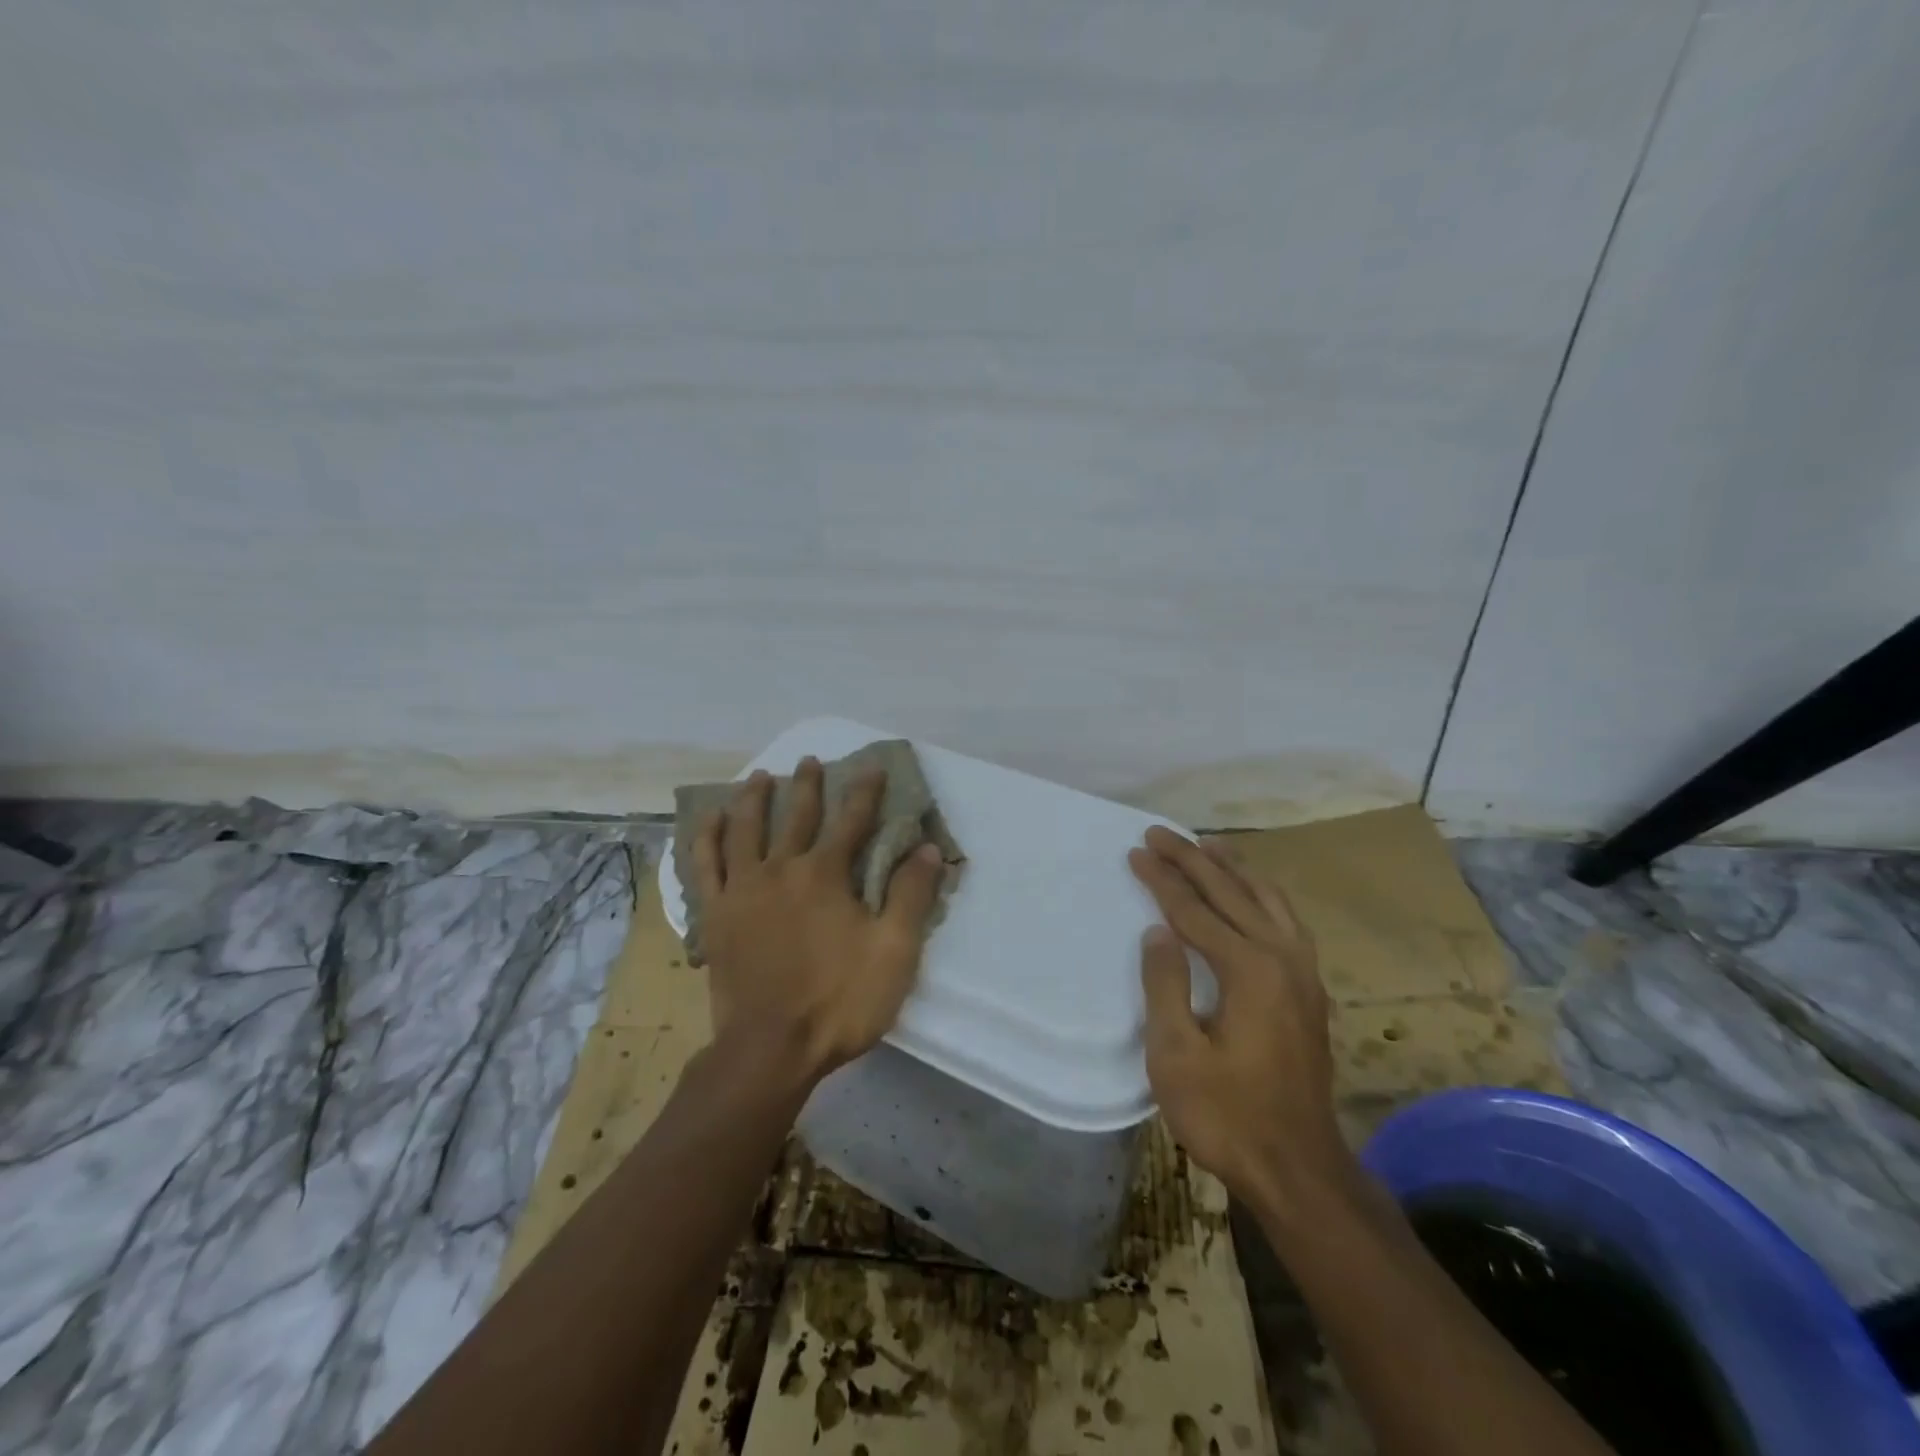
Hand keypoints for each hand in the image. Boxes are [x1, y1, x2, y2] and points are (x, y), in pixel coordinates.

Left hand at [690, 758, 946, 1084]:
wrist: (769, 1050)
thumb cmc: (839, 1001)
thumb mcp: (894, 952)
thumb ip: (912, 896)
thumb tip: (928, 848)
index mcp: (826, 875)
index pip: (852, 820)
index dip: (865, 791)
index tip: (872, 766)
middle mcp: (781, 869)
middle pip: (796, 816)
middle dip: (808, 785)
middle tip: (811, 761)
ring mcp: (742, 890)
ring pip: (746, 829)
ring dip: (755, 799)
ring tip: (760, 777)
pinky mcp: (715, 915)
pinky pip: (706, 865)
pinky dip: (707, 837)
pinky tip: (711, 820)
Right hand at [1128, 827, 1352, 1212]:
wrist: (1299, 1169)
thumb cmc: (1227, 1115)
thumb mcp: (1176, 1055)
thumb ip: (1165, 985)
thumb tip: (1158, 931)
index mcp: (1249, 970)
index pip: (1195, 911)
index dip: (1162, 880)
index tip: (1137, 851)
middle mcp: (1283, 958)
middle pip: (1232, 893)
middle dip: (1193, 860)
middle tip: (1160, 832)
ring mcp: (1303, 974)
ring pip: (1268, 900)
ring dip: (1234, 870)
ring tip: (1208, 845)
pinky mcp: (1309, 991)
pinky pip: (1285, 921)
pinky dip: (1262, 895)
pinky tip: (1253, 895)